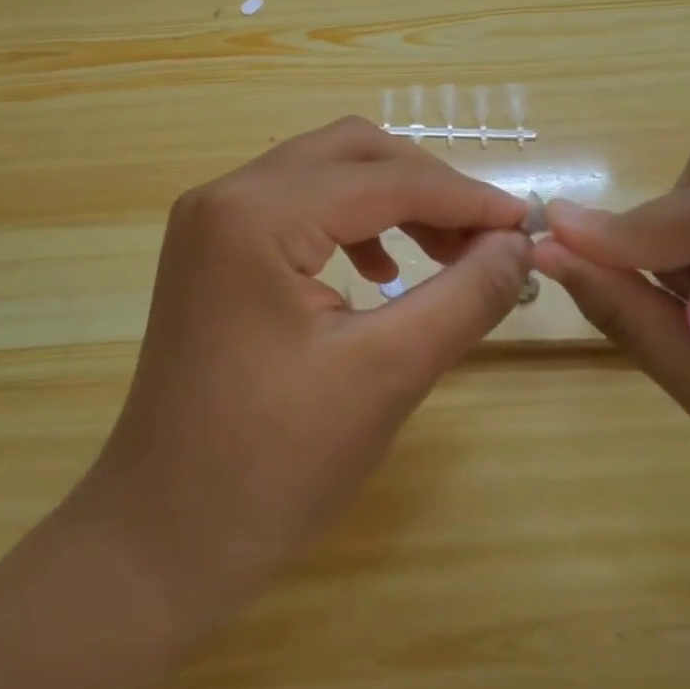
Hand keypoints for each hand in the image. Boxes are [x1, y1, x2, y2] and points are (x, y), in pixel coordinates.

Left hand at [75, 117, 533, 626]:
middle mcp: (225, 195)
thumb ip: (464, 296)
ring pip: (322, 172)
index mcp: (256, 214)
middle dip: (425, 185)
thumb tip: (518, 243)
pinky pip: (294, 206)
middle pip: (349, 152)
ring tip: (443, 252)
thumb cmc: (273, 464)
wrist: (162, 535)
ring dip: (389, 199)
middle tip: (484, 237)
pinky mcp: (211, 249)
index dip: (464, 197)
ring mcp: (210, 219)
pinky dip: (349, 223)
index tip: (527, 222)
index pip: (383, 179)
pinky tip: (380, 271)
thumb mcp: (386, 374)